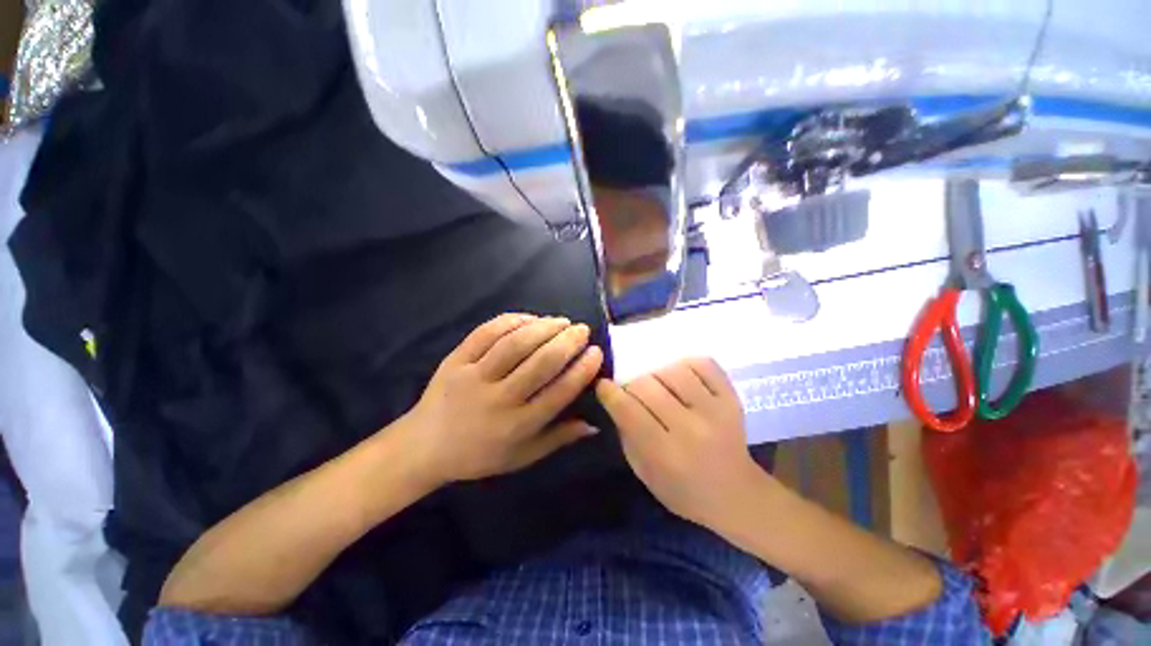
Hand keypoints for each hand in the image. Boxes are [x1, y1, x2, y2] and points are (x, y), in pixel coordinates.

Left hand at [406, 313, 602, 484]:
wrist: (425, 446)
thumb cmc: (479, 455)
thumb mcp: (523, 456)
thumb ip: (559, 438)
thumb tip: (595, 424)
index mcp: (516, 426)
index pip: (558, 393)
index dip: (582, 370)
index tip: (596, 352)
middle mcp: (497, 399)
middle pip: (539, 363)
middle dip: (567, 342)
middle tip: (581, 329)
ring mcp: (473, 376)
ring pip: (514, 344)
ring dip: (543, 327)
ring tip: (561, 321)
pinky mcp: (455, 359)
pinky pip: (486, 333)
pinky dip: (511, 321)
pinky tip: (529, 318)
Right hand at [596, 358, 765, 529]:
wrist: (737, 495)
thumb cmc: (684, 491)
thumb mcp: (644, 473)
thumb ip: (627, 434)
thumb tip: (616, 398)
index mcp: (666, 454)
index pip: (628, 410)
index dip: (609, 392)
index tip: (603, 386)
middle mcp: (691, 429)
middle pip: (647, 385)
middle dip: (632, 386)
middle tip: (634, 394)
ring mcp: (716, 410)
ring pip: (672, 370)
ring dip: (658, 375)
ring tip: (660, 388)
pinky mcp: (732, 398)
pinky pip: (702, 364)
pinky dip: (686, 366)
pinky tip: (682, 379)